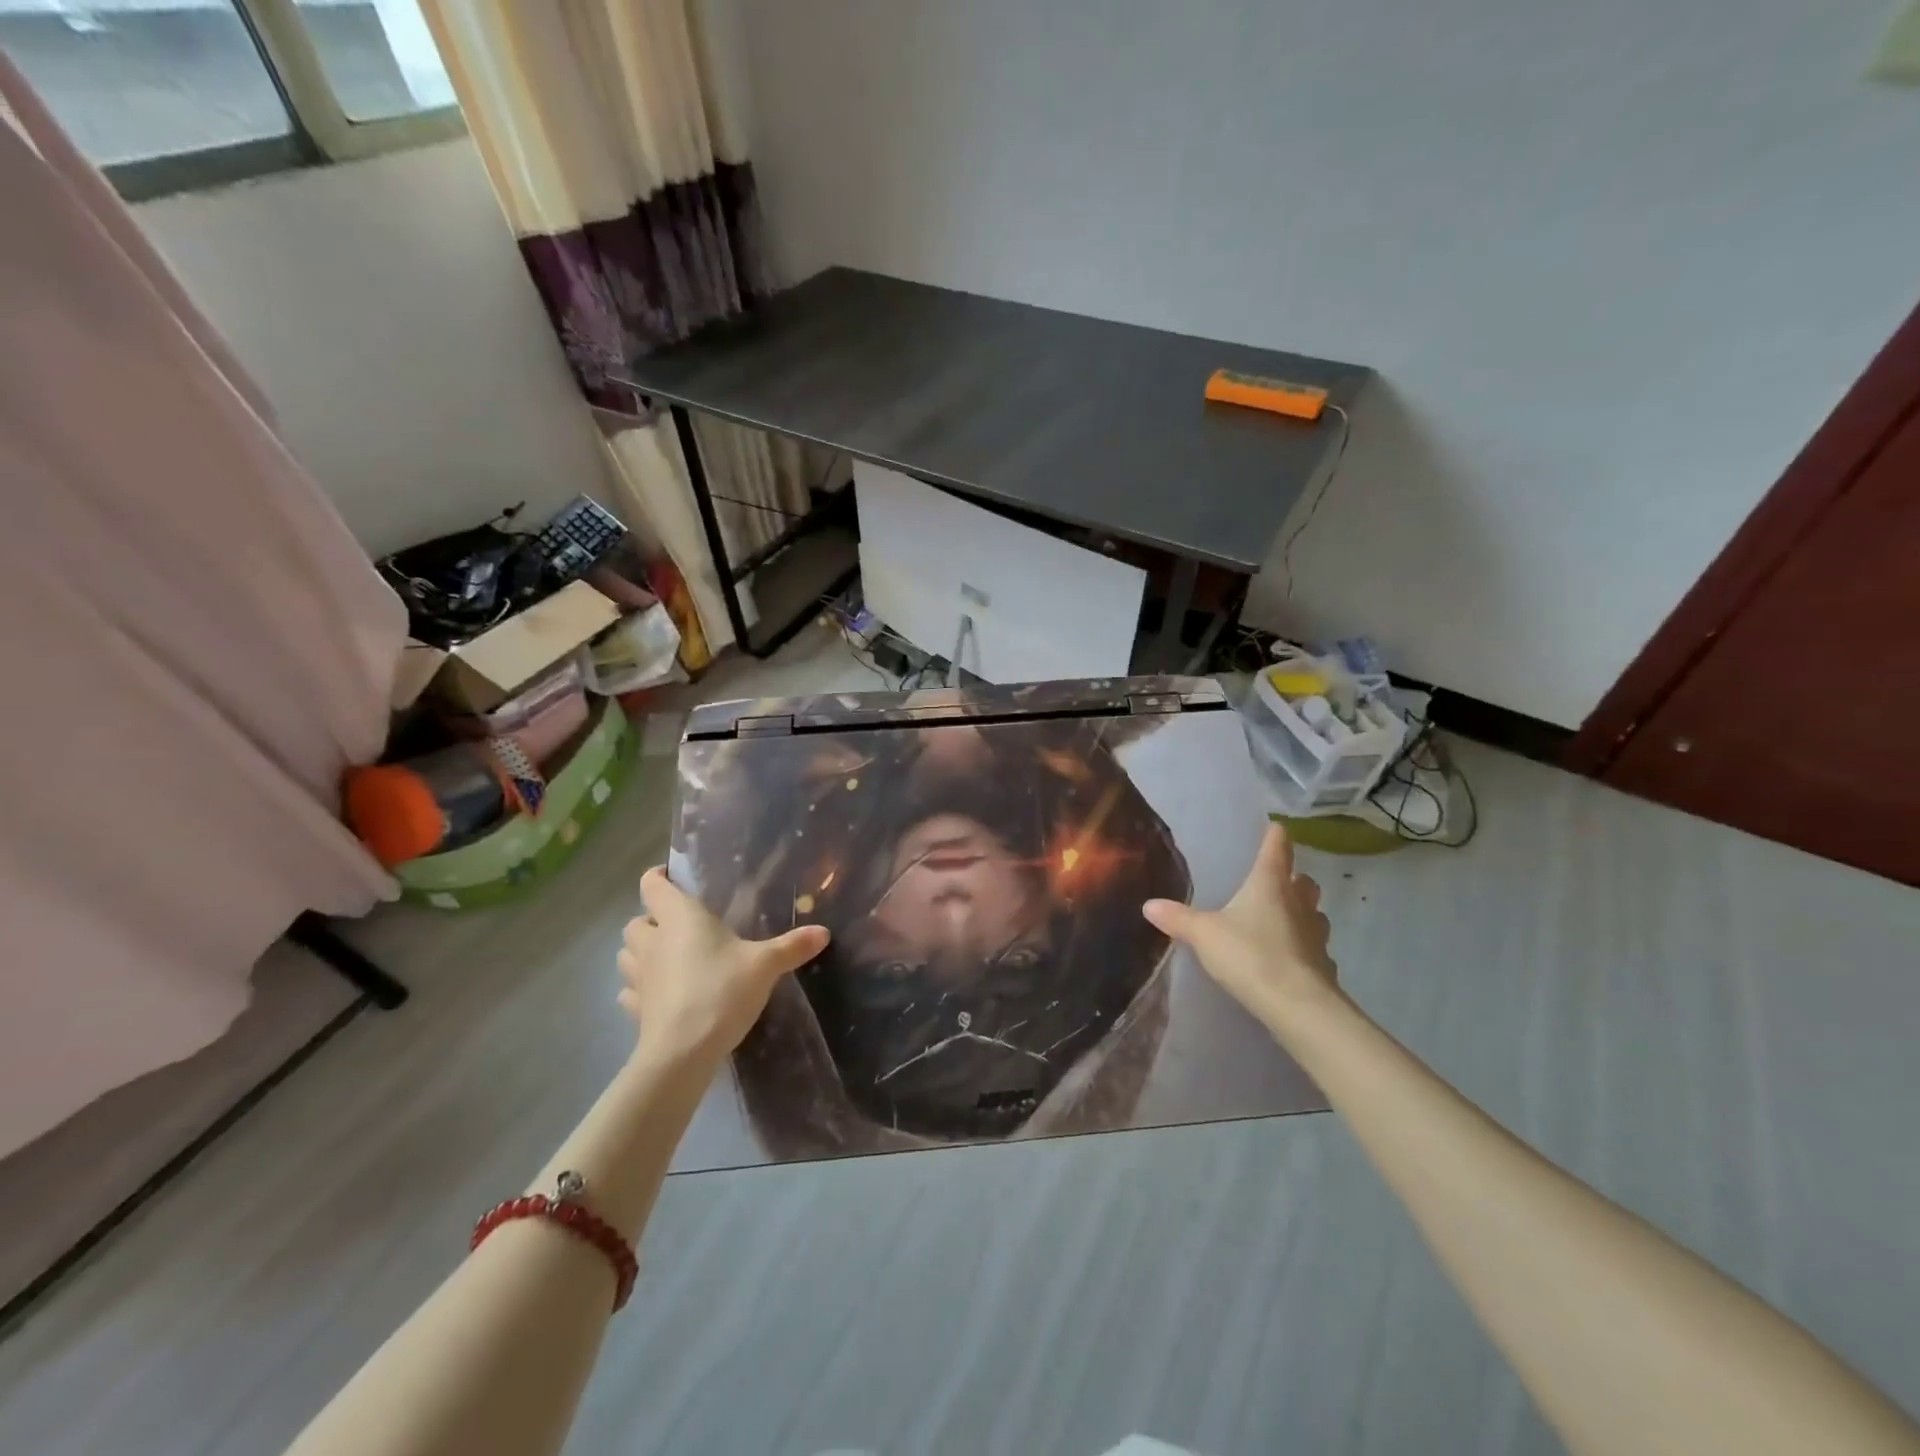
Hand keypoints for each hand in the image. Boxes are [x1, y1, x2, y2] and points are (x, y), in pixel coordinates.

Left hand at [617, 867, 828, 1062]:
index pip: (653, 885)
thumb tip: (824, 932)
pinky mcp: (636, 1009)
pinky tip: (660, 994)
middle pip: (636, 921)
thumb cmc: (722, 991)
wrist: (683, 1052)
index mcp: (680, 918)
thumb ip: (792, 946)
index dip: (659, 876)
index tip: (673, 877)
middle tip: (679, 925)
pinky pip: (630, 991)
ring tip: (667, 957)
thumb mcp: (765, 965)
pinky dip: (640, 988)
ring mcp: (639, 977)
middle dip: (651, 919)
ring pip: (626, 954)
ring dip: (641, 951)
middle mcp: (653, 941)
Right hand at [1142, 822, 1338, 1028]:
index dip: (1275, 835)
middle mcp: (1298, 902)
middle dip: (1293, 878)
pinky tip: (1286, 959)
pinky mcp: (1323, 965)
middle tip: (1274, 882)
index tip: (1274, 827)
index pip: (1277, 847)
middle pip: (1304, 880)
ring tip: (1280, 920)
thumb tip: (1148, 904)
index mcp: (1270, 884)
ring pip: (1314, 913)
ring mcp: (1316, 934)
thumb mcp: (1203, 934)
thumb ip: (1177, 918)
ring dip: (1301, 912)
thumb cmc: (1250, 954)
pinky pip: (1314, 948)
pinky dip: (1303, 948)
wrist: (1297, 1006)